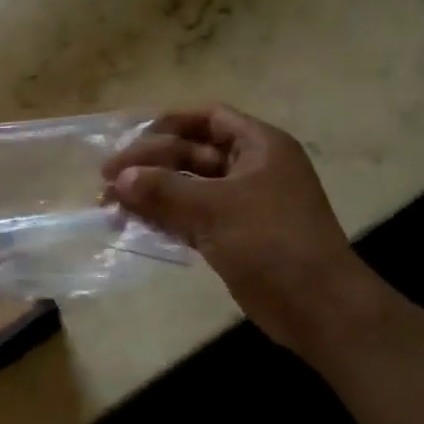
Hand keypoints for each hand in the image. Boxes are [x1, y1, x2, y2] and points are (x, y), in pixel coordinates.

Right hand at [102, 106, 389, 352]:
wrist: (316, 306)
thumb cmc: (271, 242)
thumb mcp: (215, 209)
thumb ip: (163, 191)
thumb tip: (119, 180)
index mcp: (259, 146)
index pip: (208, 118)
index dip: (167, 123)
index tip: (128, 137)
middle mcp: (251, 169)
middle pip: (192, 154)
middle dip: (150, 163)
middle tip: (107, 179)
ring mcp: (243, 205)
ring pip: (189, 189)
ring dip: (151, 193)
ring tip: (109, 204)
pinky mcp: (233, 237)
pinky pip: (192, 218)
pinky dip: (164, 219)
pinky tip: (132, 225)